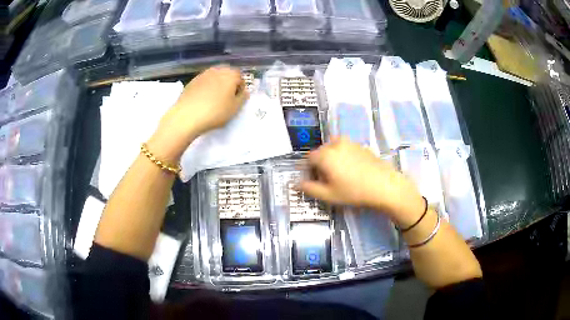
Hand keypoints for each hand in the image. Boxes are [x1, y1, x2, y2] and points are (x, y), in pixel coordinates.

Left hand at [149, 66, 248, 160]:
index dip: (240, 88)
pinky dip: (206, 89)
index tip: (237, 100)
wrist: (187, 116)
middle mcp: (217, 70)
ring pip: (214, 78)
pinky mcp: (192, 81)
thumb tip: (244, 92)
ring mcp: (203, 74)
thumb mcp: (235, 108)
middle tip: (226, 99)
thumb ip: (243, 98)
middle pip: (227, 74)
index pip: (240, 77)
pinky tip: (203, 101)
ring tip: (214, 101)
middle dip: (229, 84)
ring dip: (217, 86)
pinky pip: (204, 83)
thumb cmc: (215, 112)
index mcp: (230, 74)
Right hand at [299, 138, 425, 224]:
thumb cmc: (354, 192)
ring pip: (334, 149)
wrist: (385, 185)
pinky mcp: (361, 146)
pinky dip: (344, 157)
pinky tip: (353, 171)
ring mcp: (350, 143)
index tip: (314, 182)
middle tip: (327, 180)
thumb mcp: (329, 195)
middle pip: (321, 152)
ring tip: (341, 175)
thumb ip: (309, 189)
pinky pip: (346, 149)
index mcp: (325, 154)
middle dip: (320, 165)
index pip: (308, 159)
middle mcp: (335, 143)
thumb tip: (295, 184)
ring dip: (332, 159)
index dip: (308, 171)